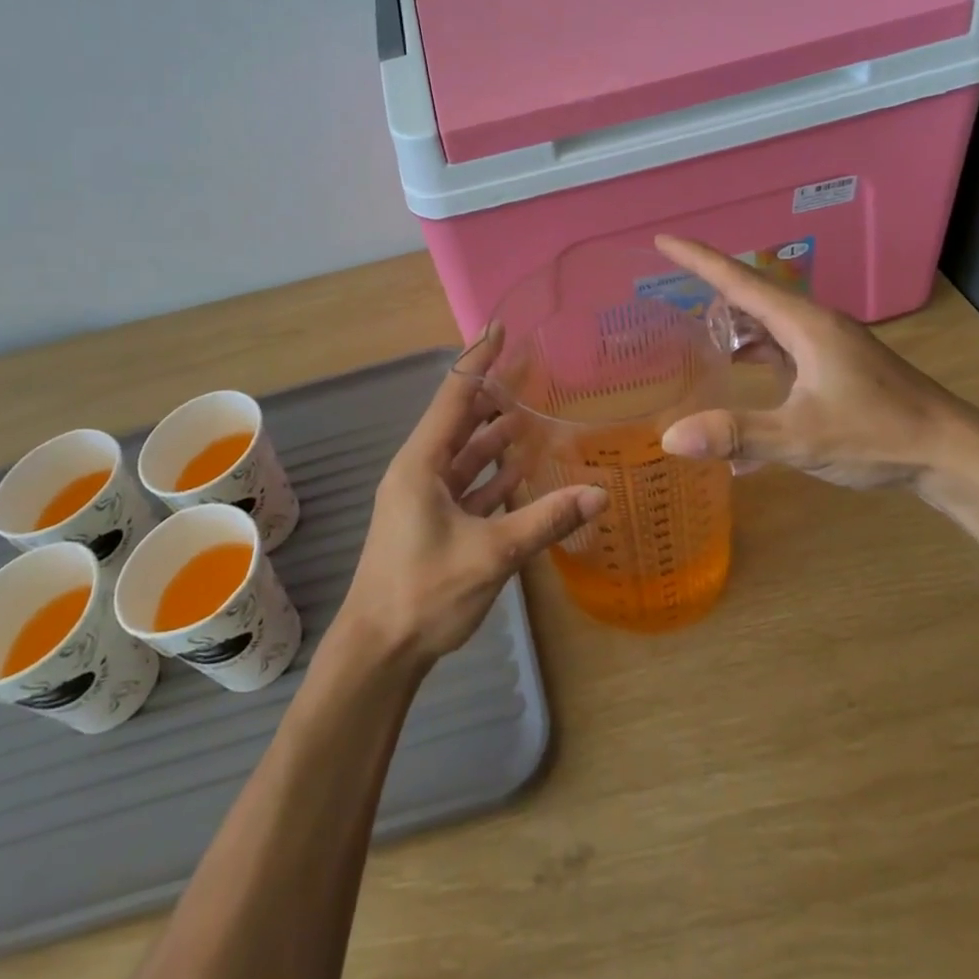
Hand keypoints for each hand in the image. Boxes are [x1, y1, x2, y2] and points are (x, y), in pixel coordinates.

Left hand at [338, 327, 607, 667]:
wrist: (378, 651)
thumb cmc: (424, 592)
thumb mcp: (490, 554)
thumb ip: (544, 520)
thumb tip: (599, 494)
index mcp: (421, 463)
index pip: (453, 396)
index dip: (478, 360)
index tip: (500, 327)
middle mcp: (420, 471)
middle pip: (460, 420)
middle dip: (492, 394)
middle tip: (531, 369)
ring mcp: (424, 498)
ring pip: (465, 453)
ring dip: (496, 436)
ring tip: (533, 413)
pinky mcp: (433, 522)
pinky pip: (467, 485)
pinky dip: (493, 474)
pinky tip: (522, 469)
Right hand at [654, 235, 963, 489]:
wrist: (952, 452)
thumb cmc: (879, 435)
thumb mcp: (802, 436)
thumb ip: (737, 435)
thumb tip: (671, 437)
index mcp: (805, 324)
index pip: (739, 280)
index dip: (698, 259)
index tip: (663, 240)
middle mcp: (815, 324)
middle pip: (752, 296)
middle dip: (710, 292)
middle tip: (668, 298)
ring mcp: (829, 344)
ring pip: (769, 322)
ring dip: (734, 326)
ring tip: (698, 338)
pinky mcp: (837, 365)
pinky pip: (783, 344)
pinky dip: (756, 350)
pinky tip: (742, 373)